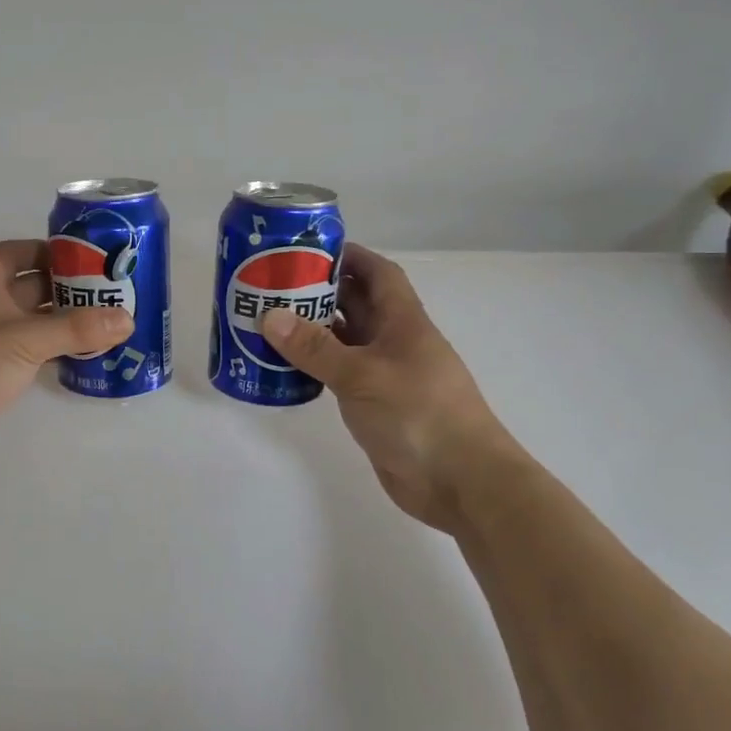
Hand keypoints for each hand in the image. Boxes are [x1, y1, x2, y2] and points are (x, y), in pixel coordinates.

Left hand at [0, 240, 131, 480]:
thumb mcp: (24, 340)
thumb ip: (76, 329)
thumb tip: (128, 319)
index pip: (13, 254)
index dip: (45, 250)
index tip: (83, 258)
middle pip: (28, 288)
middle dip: (65, 289)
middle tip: (110, 293)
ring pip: (32, 325)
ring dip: (63, 324)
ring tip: (108, 325)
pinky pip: (29, 356)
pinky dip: (54, 354)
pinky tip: (84, 359)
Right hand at [261, 245, 516, 532]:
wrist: (460, 481)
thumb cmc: (418, 414)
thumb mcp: (361, 374)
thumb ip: (315, 347)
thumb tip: (269, 316)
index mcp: (403, 321)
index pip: (377, 273)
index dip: (348, 256)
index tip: (307, 250)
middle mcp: (395, 342)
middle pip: (357, 304)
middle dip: (320, 291)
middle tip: (273, 285)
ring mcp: (386, 375)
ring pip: (346, 341)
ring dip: (314, 330)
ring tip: (269, 321)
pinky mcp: (376, 405)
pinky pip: (341, 374)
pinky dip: (316, 366)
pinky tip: (286, 367)